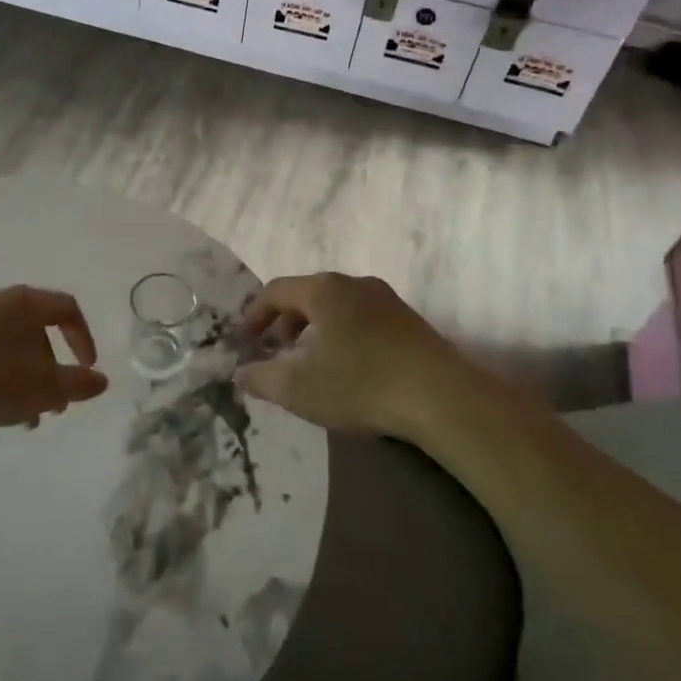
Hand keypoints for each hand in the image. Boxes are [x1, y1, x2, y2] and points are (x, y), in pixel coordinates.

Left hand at [0, 286, 108, 435]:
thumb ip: (79, 383)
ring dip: (23, 375)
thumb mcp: (45, 389)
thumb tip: (101, 380)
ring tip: (23, 415)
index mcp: (23, 301)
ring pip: (6, 343)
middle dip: (51, 367)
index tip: (87, 370)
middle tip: (54, 403)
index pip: (67, 309)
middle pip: (35, 329)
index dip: (84, 339)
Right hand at [234, 274, 496, 441]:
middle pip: (308, 293)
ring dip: (316, 328)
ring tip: (312, 361)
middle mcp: (354, 283)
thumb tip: (239, 374)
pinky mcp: (409, 320)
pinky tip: (349, 366)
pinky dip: (343, 333)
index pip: (276, 290)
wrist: (441, 397)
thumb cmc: (360, 384)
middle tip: (277, 350)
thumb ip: (261, 379)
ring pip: (338, 305)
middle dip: (286, 321)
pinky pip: (362, 317)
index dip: (255, 314)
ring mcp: (386, 299)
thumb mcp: (298, 389)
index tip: (246, 340)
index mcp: (324, 290)